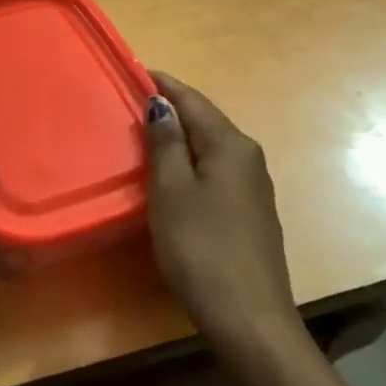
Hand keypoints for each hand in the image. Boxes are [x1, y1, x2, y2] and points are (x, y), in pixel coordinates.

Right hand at [143, 71, 302, 348]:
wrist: (248, 316)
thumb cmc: (201, 247)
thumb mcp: (172, 191)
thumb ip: (165, 143)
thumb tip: (161, 103)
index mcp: (231, 145)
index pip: (193, 101)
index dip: (163, 84)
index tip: (135, 69)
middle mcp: (248, 158)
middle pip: (205, 122)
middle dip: (171, 109)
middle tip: (131, 103)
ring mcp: (253, 187)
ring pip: (210, 148)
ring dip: (180, 138)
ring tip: (144, 134)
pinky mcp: (250, 213)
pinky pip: (215, 172)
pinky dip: (190, 163)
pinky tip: (172, 174)